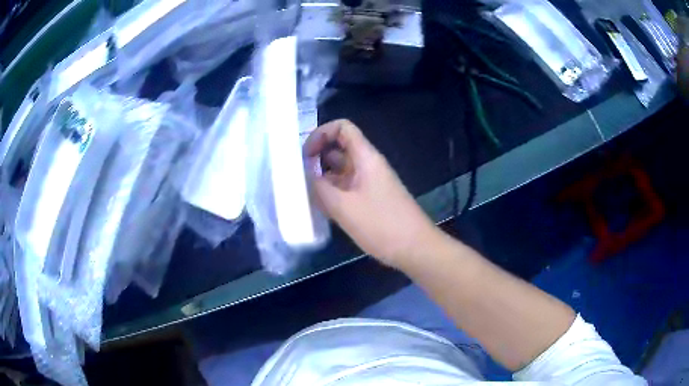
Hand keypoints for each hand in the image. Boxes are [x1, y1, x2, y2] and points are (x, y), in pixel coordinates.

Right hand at [304, 119, 437, 266]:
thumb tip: (305, 175)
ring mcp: (369, 183)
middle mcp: (367, 165)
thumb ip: (320, 188)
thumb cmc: (382, 224)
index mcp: (365, 158)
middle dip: (316, 158)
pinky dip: (332, 193)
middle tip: (296, 176)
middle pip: (339, 149)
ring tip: (303, 194)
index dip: (321, 134)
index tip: (305, 155)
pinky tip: (318, 209)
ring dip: (322, 178)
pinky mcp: (370, 200)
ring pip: (340, 171)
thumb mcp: (344, 207)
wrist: (415, 248)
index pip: (343, 128)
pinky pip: (346, 188)